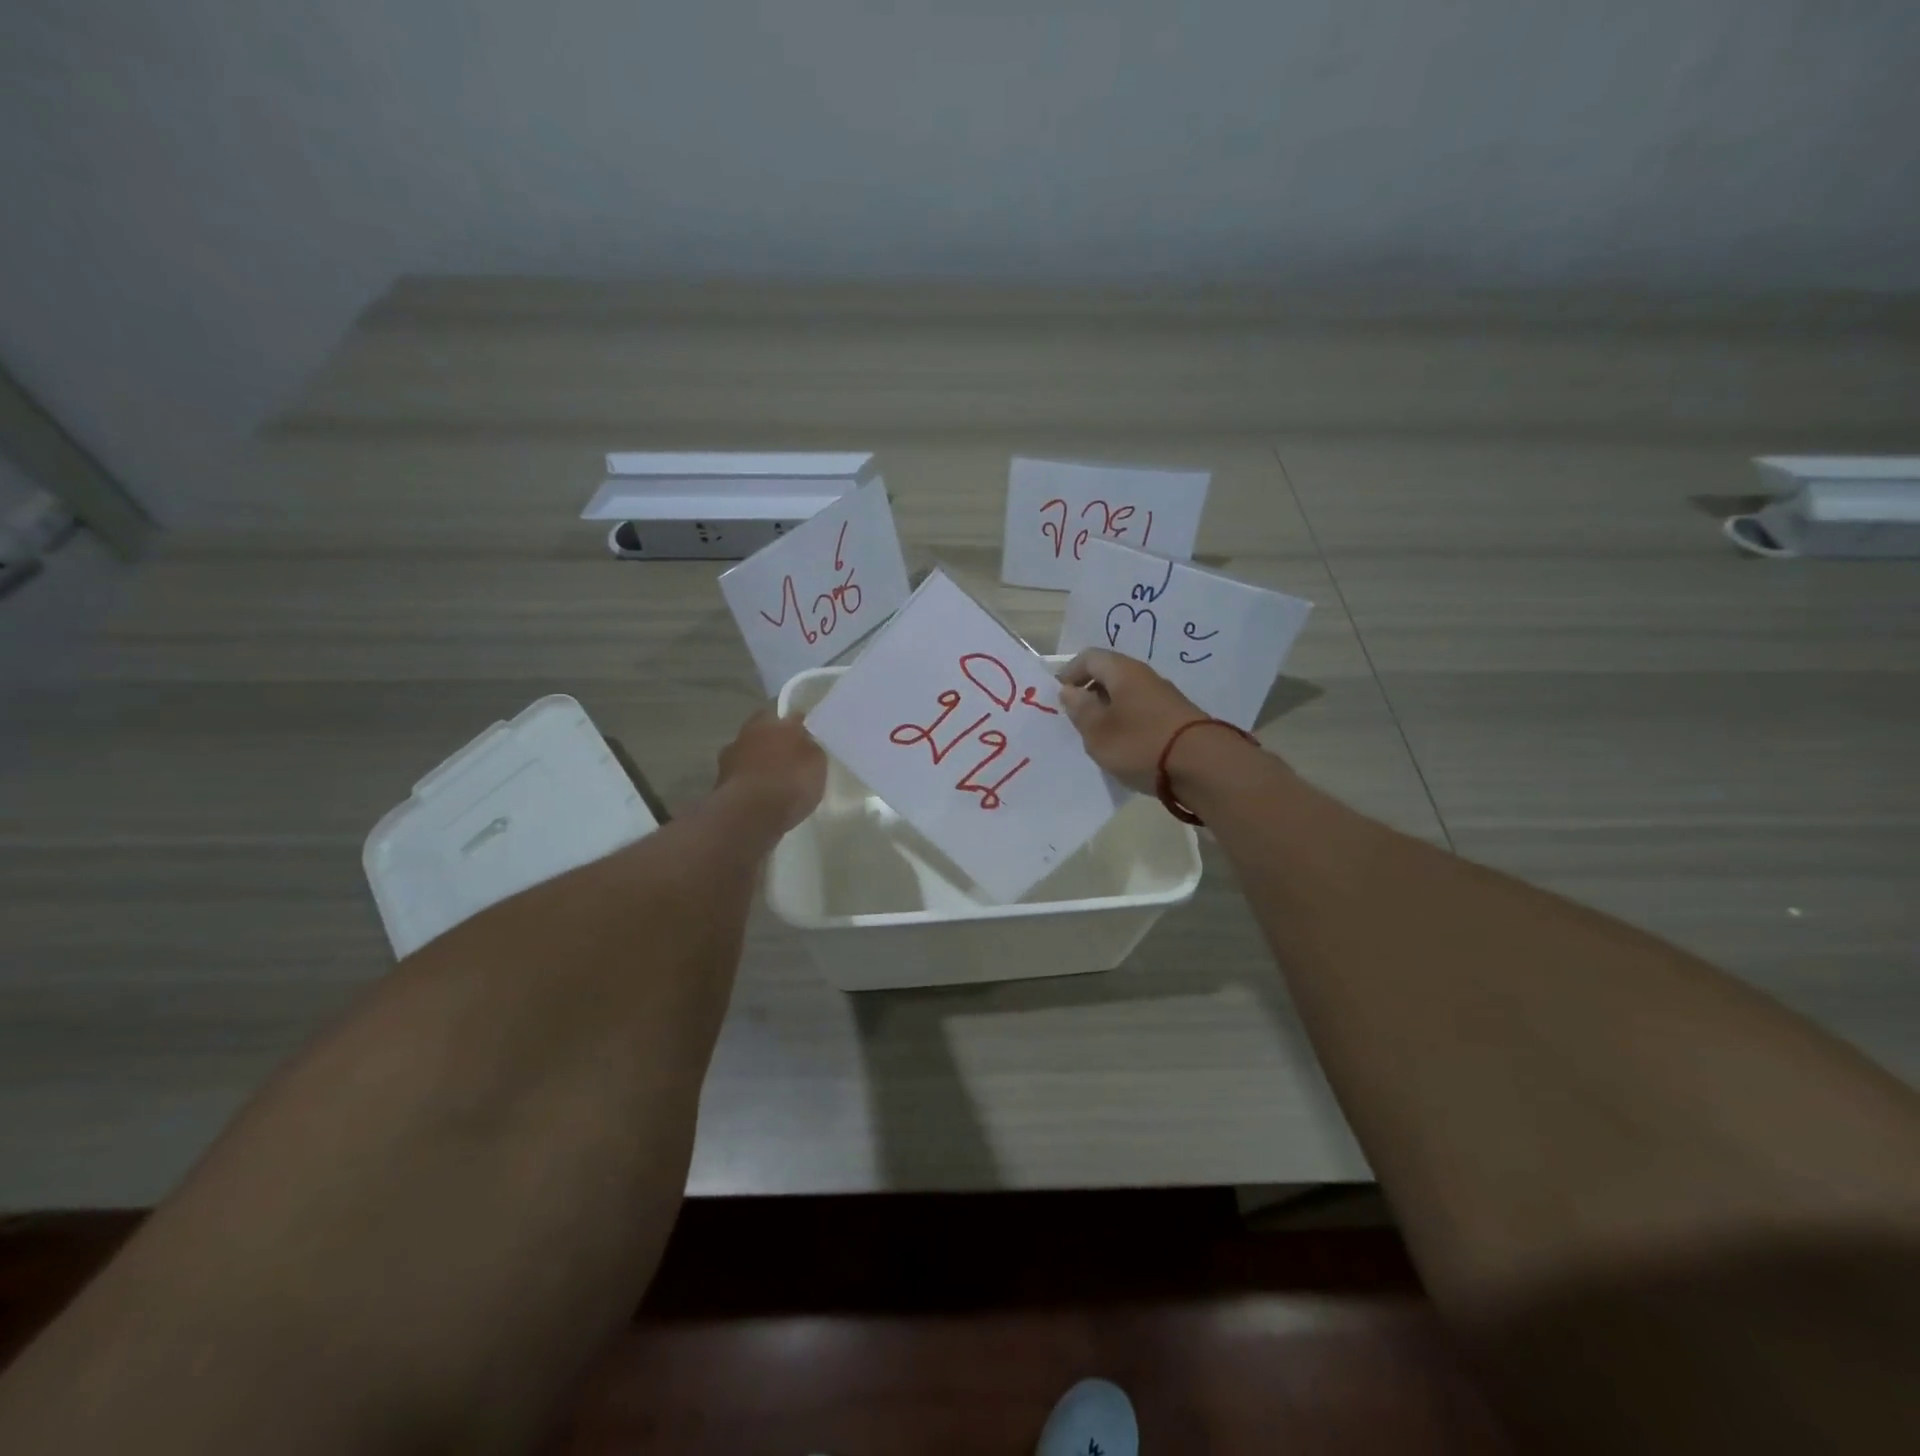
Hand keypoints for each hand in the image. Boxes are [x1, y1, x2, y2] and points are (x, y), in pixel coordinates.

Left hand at [716, 709, 826, 833]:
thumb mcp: (817, 764)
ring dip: (757, 761)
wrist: (749, 815)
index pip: (791, 716)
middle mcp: (750, 732)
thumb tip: (804, 742)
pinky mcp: (720, 781)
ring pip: (748, 752)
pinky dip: (748, 782)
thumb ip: (810, 748)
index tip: (807, 739)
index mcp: (775, 722)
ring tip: (772, 780)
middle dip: (773, 740)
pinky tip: (759, 796)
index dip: (799, 726)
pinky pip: (740, 776)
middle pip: (763, 730)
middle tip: (787, 757)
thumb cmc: (789, 783)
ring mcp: (731, 756)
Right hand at [1055, 650, 1209, 794]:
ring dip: (1109, 710)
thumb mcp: (1098, 731)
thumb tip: (1069, 691)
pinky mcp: (1177, 718)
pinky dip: (1127, 722)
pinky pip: (1142, 711)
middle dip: (1089, 693)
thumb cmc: (1140, 744)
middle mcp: (1145, 676)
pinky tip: (1125, 746)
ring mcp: (1164, 697)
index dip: (1069, 673)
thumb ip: (1080, 709)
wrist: (1204, 766)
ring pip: (1127, 694)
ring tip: (1098, 737)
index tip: (1058, 697)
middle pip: (1110, 674)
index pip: (1089, 657)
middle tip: (1075, 719)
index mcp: (1123, 671)